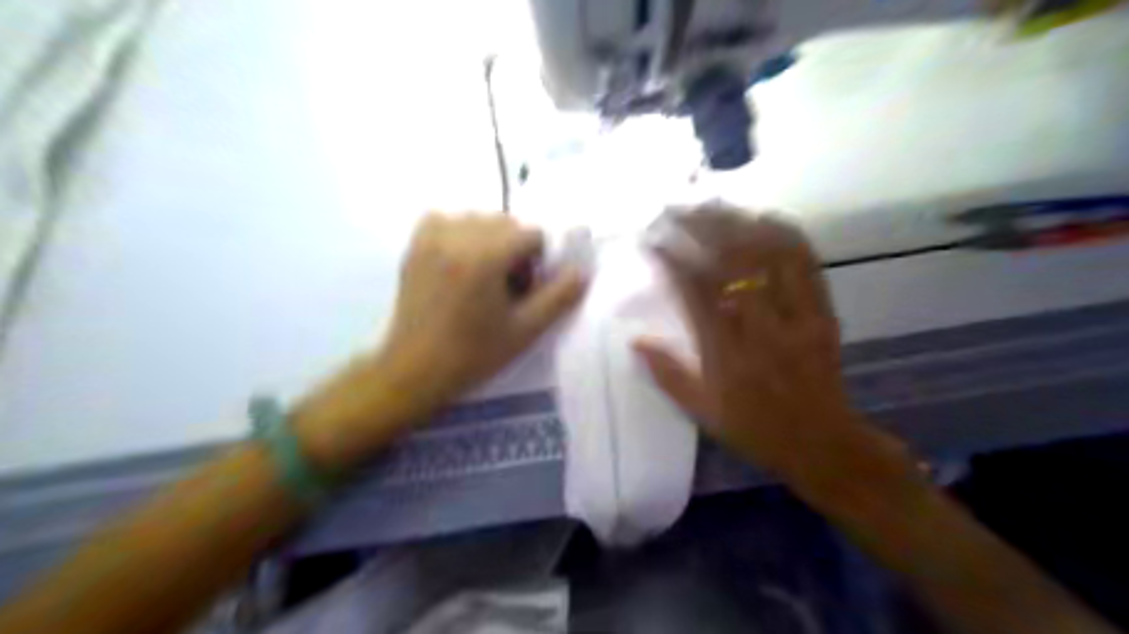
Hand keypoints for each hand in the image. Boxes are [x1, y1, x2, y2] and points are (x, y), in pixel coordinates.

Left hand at [381, 210, 585, 400]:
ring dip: (489, 240)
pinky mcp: (415, 245)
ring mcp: (431, 238)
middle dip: (514, 249)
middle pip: (506, 223)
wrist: (416, 370)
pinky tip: (457, 262)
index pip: (531, 234)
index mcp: (485, 256)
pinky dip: (458, 233)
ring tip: (481, 277)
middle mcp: (457, 236)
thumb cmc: (474, 353)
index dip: (536, 262)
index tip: (524, 290)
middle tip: (504, 287)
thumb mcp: (525, 330)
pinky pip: (445, 220)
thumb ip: (559, 297)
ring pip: (478, 220)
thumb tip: (581, 271)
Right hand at [632, 207, 860, 476]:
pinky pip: (806, 262)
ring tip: (711, 206)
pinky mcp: (823, 310)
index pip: (696, 292)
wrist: (823, 443)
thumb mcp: (702, 412)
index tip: (652, 238)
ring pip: (769, 253)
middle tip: (675, 210)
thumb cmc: (755, 429)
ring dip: (738, 222)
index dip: (672, 259)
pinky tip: (761, 217)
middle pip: (732, 261)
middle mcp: (762, 328)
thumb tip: (635, 340)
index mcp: (727, 355)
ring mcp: (798, 315)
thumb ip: (667, 375)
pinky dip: (783, 232)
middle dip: (700, 227)